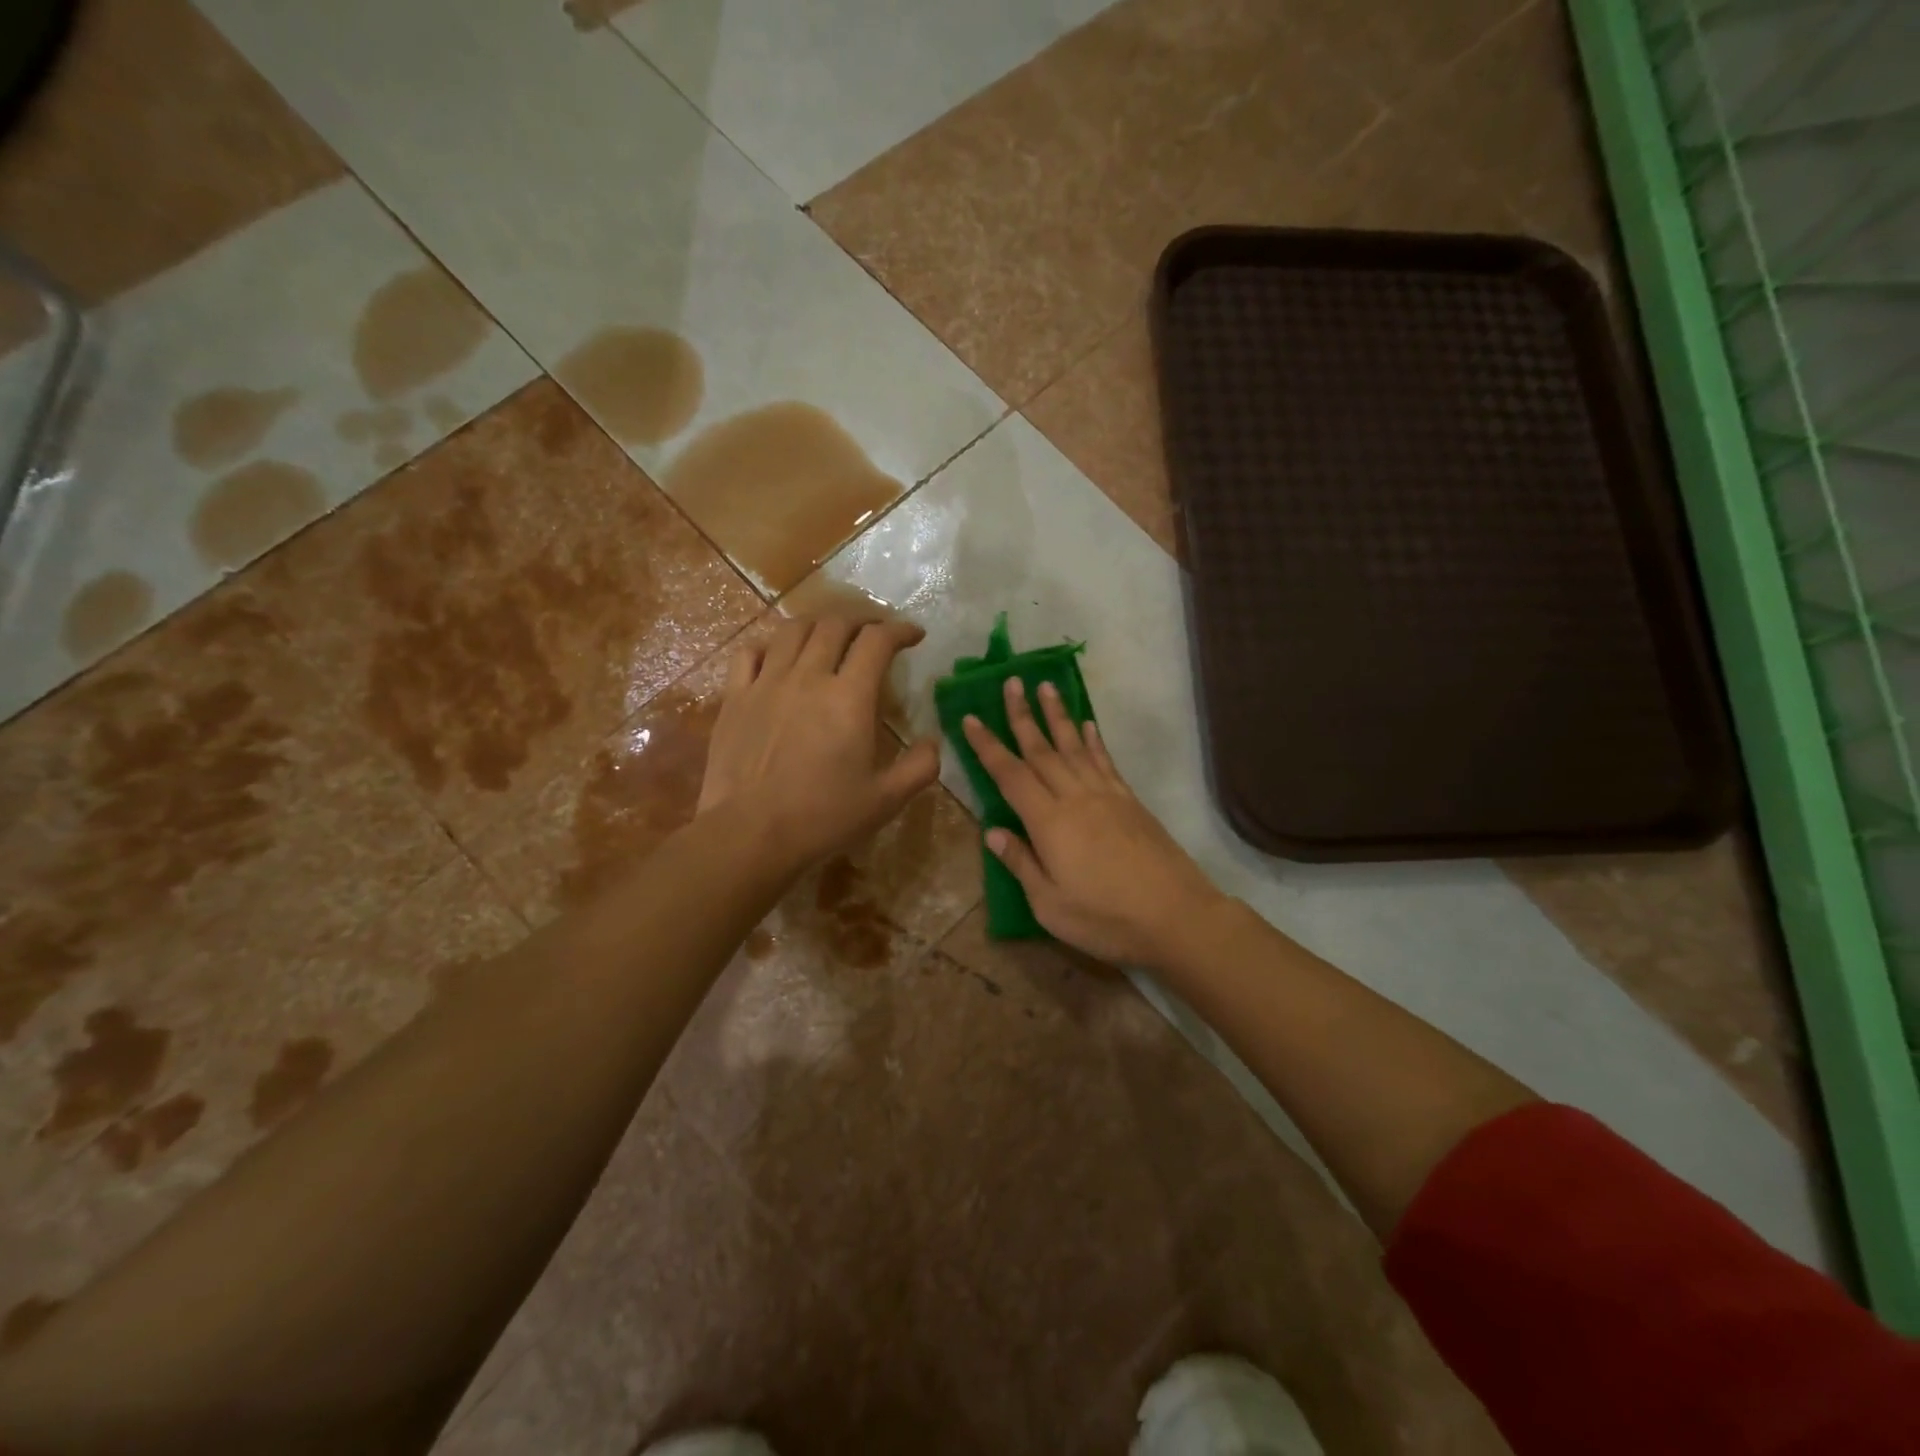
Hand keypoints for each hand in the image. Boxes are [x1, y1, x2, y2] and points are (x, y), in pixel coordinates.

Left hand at [700, 616, 939, 875]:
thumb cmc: (823, 818)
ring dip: (819, 624)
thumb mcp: (886, 800)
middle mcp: (808, 677)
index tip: (914, 635)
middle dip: (862, 620)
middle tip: (875, 632)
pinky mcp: (735, 697)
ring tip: (830, 635)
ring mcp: (767, 683)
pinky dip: (771, 645)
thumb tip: (935, 741)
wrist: (750, 834)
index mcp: (849, 697)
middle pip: (835, 624)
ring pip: (793, 630)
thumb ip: (920, 767)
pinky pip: (751, 653)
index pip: (877, 641)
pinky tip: (779, 656)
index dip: (900, 630)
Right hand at [961, 679, 1223, 966]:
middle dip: (1022, 715)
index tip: (971, 718)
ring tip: (1046, 686)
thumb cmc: (1105, 918)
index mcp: (1048, 822)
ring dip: (1057, 715)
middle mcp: (1075, 798)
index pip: (1010, 775)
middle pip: (1042, 750)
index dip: (988, 746)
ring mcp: (1106, 796)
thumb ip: (1020, 864)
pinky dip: (1093, 740)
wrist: (1175, 916)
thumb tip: (991, 832)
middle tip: (1011, 682)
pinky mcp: (1130, 801)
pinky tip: (1087, 725)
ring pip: (1074, 747)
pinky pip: (1105, 762)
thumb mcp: (1050, 904)